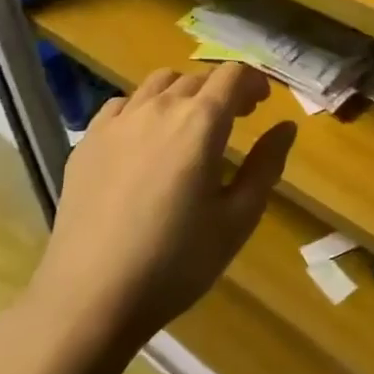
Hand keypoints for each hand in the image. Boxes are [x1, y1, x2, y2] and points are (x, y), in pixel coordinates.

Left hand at [22, 63, 296, 355]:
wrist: (90, 297)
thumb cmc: (176, 261)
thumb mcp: (237, 219)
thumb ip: (266, 165)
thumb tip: (286, 127)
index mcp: (201, 122)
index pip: (233, 75)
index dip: (254, 81)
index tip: (263, 102)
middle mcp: (159, 108)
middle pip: (197, 77)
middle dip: (223, 89)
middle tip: (236, 118)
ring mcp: (118, 122)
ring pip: (158, 83)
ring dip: (184, 92)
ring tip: (190, 124)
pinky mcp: (87, 142)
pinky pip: (122, 105)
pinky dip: (144, 108)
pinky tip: (145, 139)